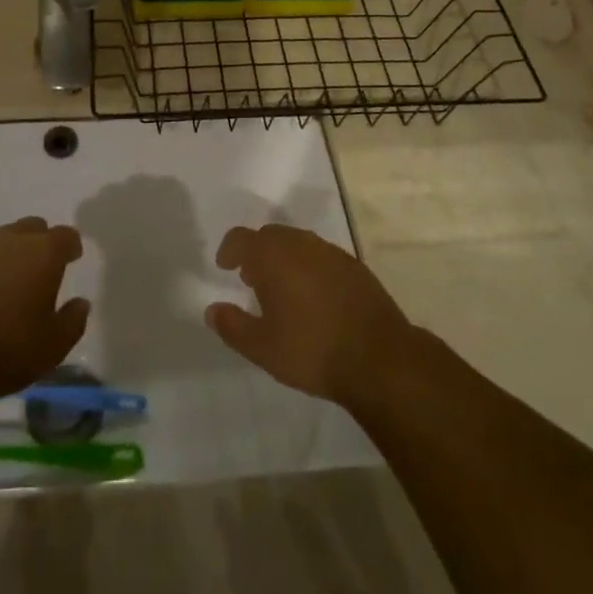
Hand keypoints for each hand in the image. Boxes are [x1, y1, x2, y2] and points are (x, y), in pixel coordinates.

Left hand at [0, 217, 89, 406]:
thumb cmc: (6, 350)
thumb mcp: (53, 346)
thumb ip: (73, 321)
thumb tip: (80, 303)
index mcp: (42, 253)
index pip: (65, 236)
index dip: (71, 246)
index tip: (72, 259)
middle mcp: (10, 240)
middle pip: (32, 228)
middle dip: (40, 243)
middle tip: (39, 270)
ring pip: (0, 239)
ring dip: (8, 254)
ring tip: (6, 284)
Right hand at [204, 225, 411, 407]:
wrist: (379, 358)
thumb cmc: (312, 350)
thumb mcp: (262, 348)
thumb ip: (232, 326)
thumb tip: (212, 310)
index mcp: (273, 256)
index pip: (241, 238)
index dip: (229, 249)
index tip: (224, 267)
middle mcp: (301, 244)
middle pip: (271, 235)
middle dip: (257, 252)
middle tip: (251, 280)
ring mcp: (332, 253)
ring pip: (298, 243)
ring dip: (284, 258)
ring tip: (282, 290)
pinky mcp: (355, 267)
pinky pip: (322, 256)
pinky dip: (310, 267)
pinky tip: (314, 298)